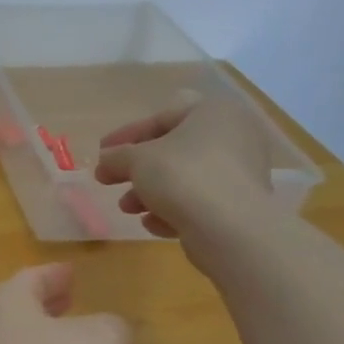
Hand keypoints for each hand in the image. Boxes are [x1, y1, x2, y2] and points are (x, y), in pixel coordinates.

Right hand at [93, 90, 276, 244]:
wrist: (230, 230)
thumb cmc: (182, 176)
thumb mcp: (137, 159)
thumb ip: (116, 156)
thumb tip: (106, 160)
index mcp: (214, 113)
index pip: (162, 117)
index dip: (127, 135)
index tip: (102, 152)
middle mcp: (233, 138)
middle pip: (173, 149)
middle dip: (137, 168)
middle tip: (107, 180)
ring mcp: (240, 174)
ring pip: (184, 178)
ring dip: (150, 192)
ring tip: (127, 208)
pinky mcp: (241, 206)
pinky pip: (199, 202)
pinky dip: (174, 210)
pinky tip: (153, 224)